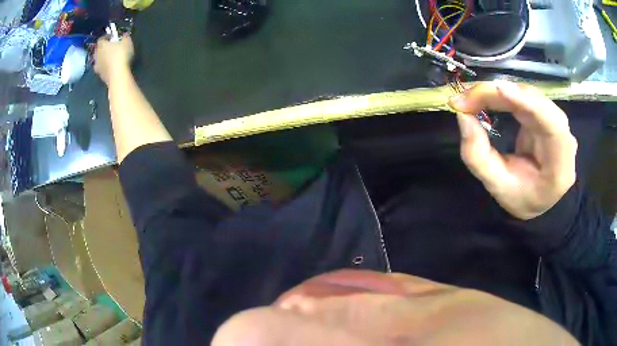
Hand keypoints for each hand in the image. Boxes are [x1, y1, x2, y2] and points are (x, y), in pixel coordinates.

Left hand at [94, 34, 133, 84]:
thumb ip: (124, 37)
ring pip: (99, 61)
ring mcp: (98, 67)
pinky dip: (105, 68)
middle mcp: (97, 55)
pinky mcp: (100, 76)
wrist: (117, 75)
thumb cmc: (121, 54)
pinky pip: (102, 69)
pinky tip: (111, 68)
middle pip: (98, 50)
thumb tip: (124, 35)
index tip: (112, 37)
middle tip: (110, 48)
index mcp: (102, 45)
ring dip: (103, 59)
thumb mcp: (126, 41)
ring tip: (110, 59)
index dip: (106, 37)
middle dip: (103, 49)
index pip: (101, 39)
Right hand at [449, 81, 577, 220]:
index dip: (527, 102)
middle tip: (463, 100)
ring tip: (469, 99)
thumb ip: (479, 157)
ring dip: (496, 92)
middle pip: (532, 99)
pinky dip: (500, 93)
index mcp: (560, 158)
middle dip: (497, 94)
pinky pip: (522, 95)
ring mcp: (553, 117)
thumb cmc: (525, 197)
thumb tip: (463, 116)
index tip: (497, 90)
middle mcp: (561, 131)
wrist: (542, 198)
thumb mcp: (499, 187)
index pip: (550, 122)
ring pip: (525, 93)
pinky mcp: (543, 112)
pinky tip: (483, 96)